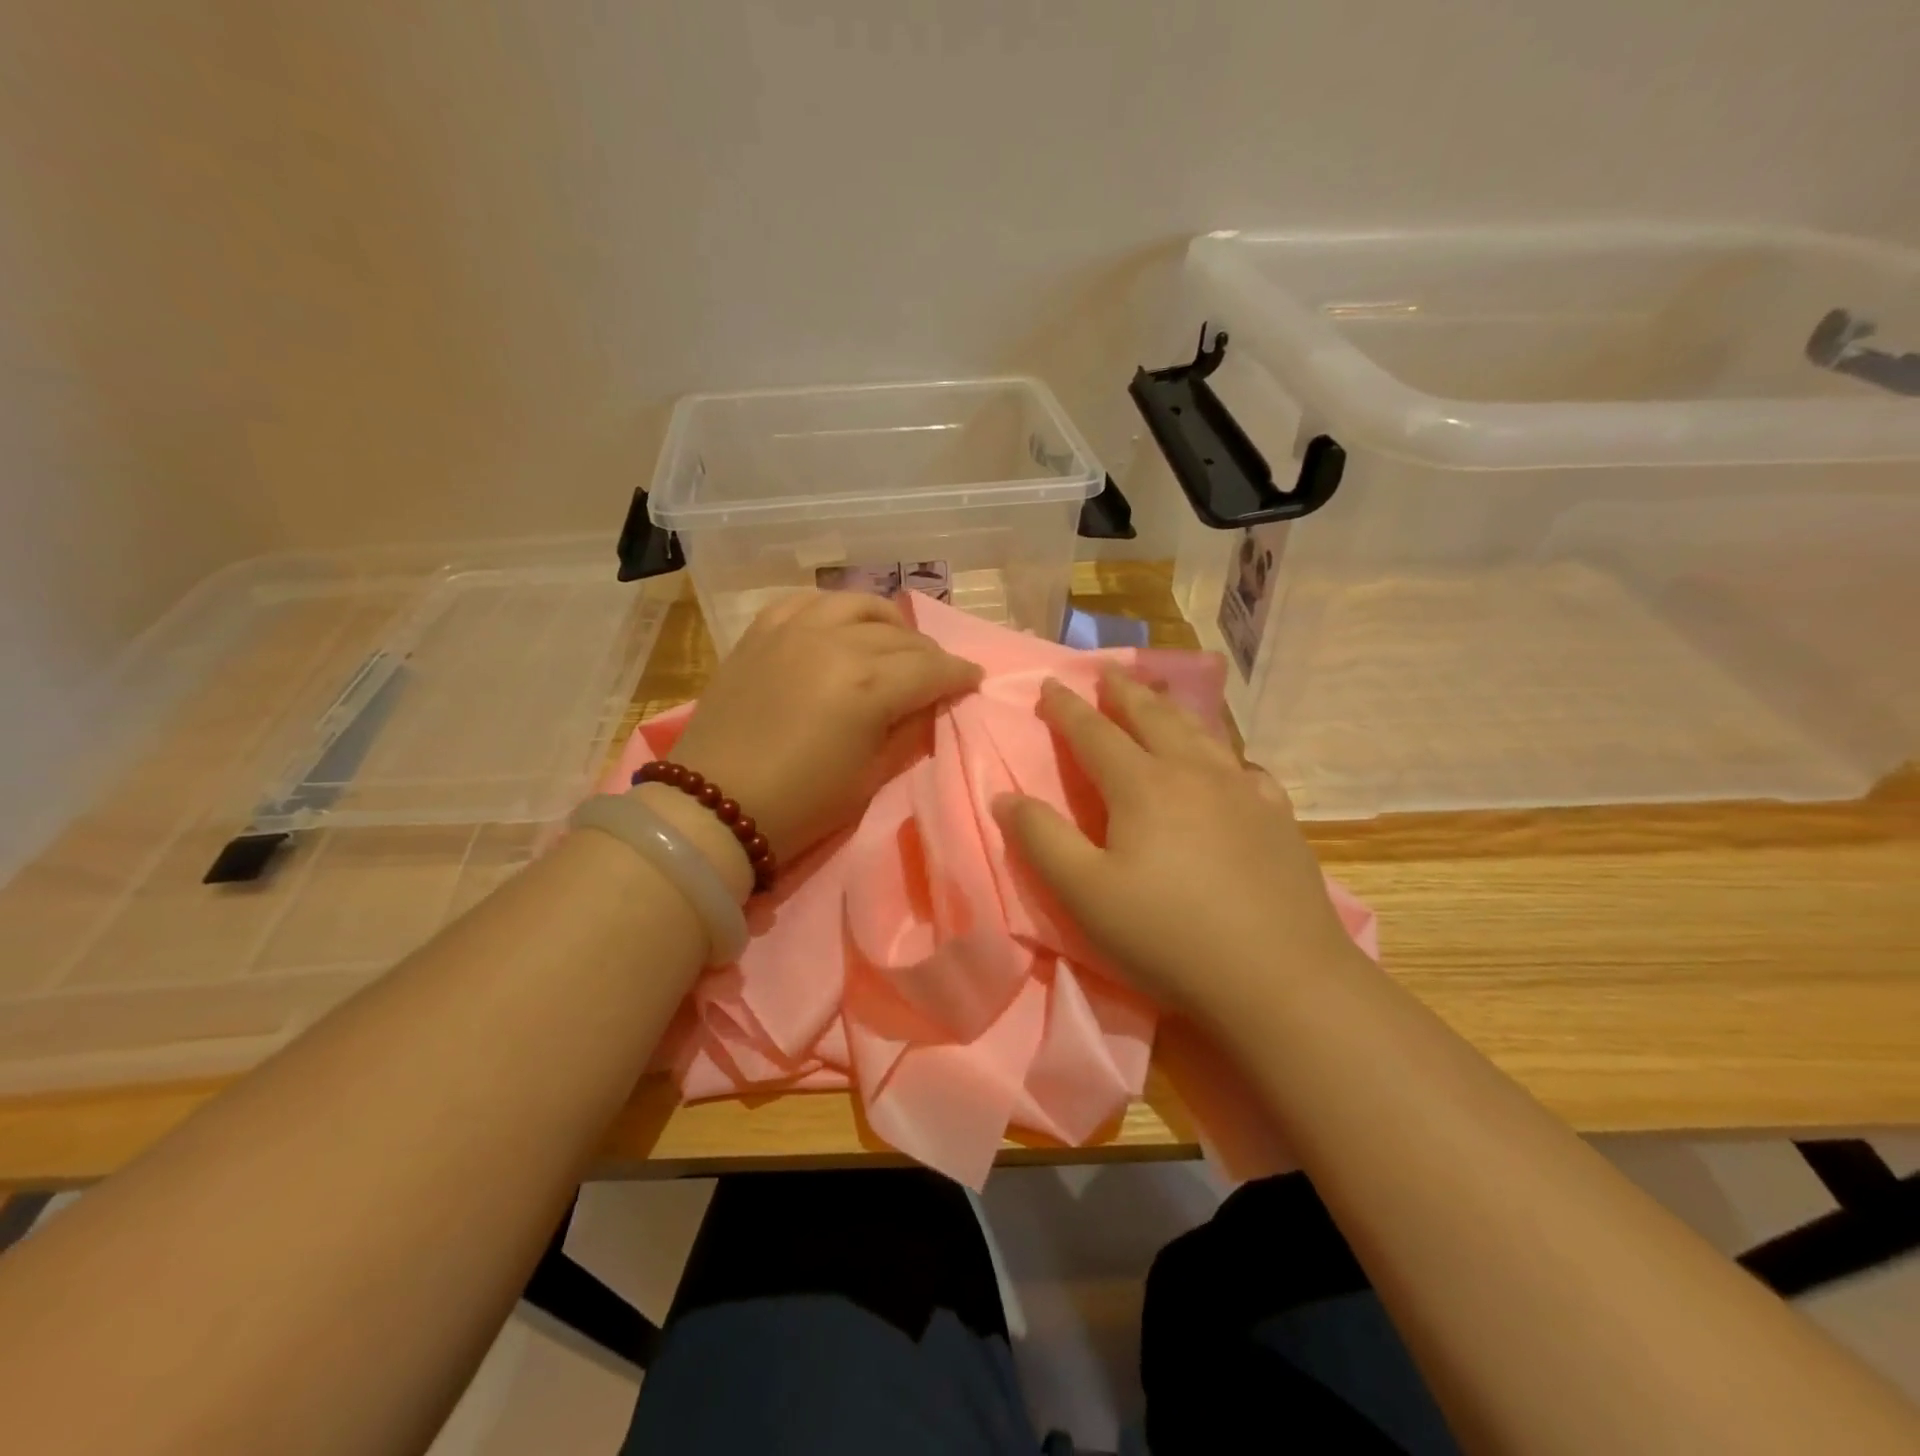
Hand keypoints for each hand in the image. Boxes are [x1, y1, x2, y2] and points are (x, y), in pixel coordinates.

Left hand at [668, 590, 981, 865]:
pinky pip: (806, 601)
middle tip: (936, 673)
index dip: (959, 674)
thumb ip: (906, 730)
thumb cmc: (801, 806)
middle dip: (928, 654)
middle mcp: (835, 643)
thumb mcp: (869, 776)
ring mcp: (793, 630)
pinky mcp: (760, 632)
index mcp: (868, 686)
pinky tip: (839, 627)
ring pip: (857, 604)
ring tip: (893, 642)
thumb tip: (927, 704)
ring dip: (886, 622)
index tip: (973, 680)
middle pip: (900, 635)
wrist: (714, 807)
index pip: (931, 668)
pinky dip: (833, 610)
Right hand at [994, 667, 1365, 1027]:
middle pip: (1153, 718)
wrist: (1280, 977)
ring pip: (1201, 734)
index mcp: (1142, 786)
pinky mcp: (1278, 818)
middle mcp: (1193, 773)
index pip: (1094, 733)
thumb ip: (1041, 840)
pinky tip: (1230, 766)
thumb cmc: (1168, 936)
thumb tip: (1005, 796)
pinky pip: (1245, 769)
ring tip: (1160, 699)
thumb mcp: (1085, 894)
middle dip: (1124, 693)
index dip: (1068, 708)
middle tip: (1107, 674)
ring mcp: (1243, 792)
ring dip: (1172, 711)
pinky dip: (1224, 755)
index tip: (1051, 683)